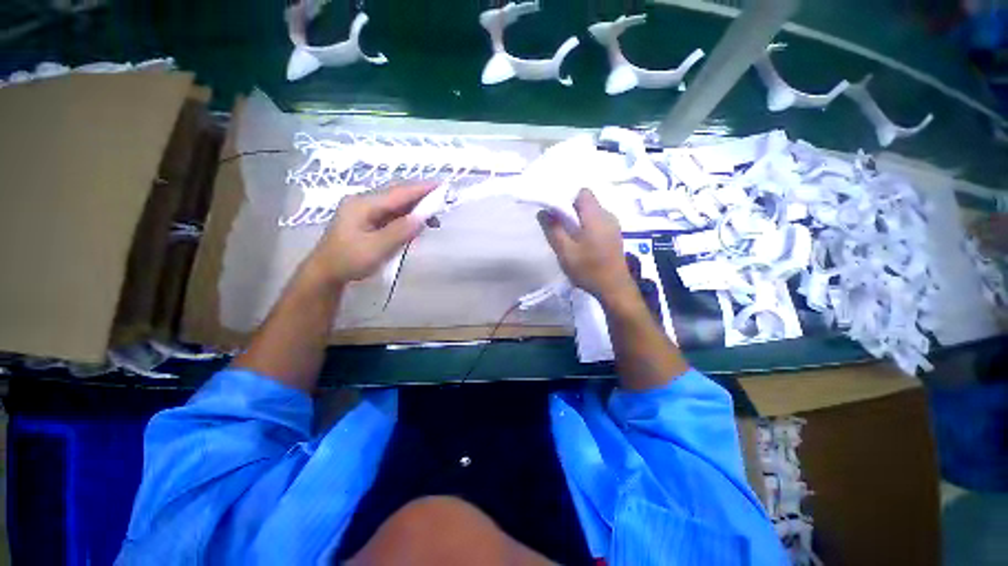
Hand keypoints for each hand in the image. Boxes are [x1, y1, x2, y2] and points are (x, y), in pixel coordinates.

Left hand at [307, 183, 434, 284]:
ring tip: (433, 219)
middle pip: (397, 194)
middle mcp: (363, 201)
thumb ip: (400, 231)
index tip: (442, 186)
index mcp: (363, 204)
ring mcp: (364, 210)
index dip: (421, 189)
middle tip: (441, 203)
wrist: (325, 273)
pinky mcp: (367, 219)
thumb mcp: (376, 248)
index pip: (398, 193)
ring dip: (415, 209)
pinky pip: (391, 213)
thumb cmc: (349, 260)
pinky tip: (415, 225)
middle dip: (420, 197)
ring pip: (395, 204)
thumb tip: (422, 218)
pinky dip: (406, 217)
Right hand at [538, 189, 633, 301]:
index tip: (555, 211)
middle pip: (587, 202)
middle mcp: (608, 215)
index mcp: (596, 216)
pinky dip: (586, 226)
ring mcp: (613, 225)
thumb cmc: (589, 269)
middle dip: (570, 210)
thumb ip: (553, 229)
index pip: (582, 192)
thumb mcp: (565, 251)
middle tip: (558, 225)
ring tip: (568, 236)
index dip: (567, 197)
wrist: (614, 289)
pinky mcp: (614, 235)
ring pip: (592, 213)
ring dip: (578, 219)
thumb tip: (543, 211)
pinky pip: (597, 222)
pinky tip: (581, 243)